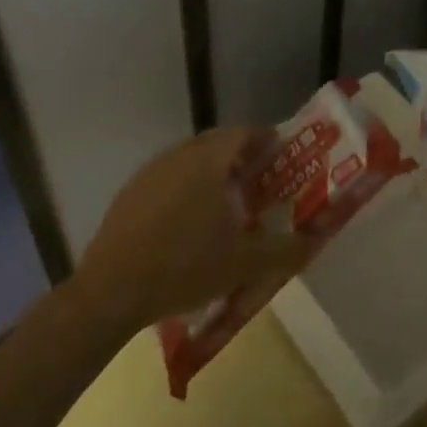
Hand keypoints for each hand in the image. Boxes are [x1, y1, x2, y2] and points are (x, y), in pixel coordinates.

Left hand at [75, 127, 314, 329]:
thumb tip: (316, 240)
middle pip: (218, 143)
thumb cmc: (185, 267)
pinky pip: (168, 178)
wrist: (109, 294)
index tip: (282, 157)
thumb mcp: (244, 264)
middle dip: (242, 156)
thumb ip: (286, 249)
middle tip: (261, 181)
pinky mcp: (129, 194)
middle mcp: (179, 155)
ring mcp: (149, 172)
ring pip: (191, 160)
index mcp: (209, 160)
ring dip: (212, 172)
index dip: (267, 140)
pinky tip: (189, 222)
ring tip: (228, 202)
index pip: (245, 132)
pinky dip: (186, 188)